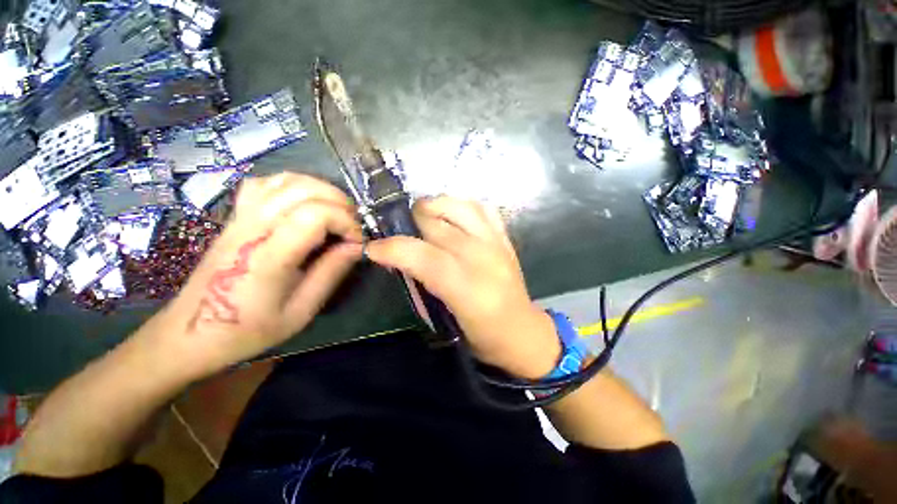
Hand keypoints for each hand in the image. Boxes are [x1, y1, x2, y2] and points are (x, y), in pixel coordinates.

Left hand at [145, 172, 362, 375]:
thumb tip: (357, 246)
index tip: (356, 242)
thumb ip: (331, 273)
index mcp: (270, 255)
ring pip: (287, 180)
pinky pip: (267, 183)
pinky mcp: (236, 216)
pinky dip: (294, 185)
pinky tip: (305, 202)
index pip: (316, 214)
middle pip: (304, 190)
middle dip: (340, 203)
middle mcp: (254, 227)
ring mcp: (241, 217)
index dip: (346, 222)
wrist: (191, 331)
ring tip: (335, 212)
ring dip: (321, 190)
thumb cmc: (248, 328)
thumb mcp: (301, 311)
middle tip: (351, 227)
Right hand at [366, 197, 559, 378]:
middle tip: (400, 233)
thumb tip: (401, 256)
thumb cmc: (482, 334)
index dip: (392, 248)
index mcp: (466, 287)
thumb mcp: (445, 317)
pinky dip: (461, 206)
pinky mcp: (505, 238)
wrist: (522, 331)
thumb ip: (423, 282)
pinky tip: (453, 217)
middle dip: (410, 223)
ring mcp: (496, 242)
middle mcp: (482, 257)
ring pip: (459, 205)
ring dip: (435, 207)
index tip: (374, 248)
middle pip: (437, 224)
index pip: (422, 255)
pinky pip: (481, 208)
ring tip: (424, 218)